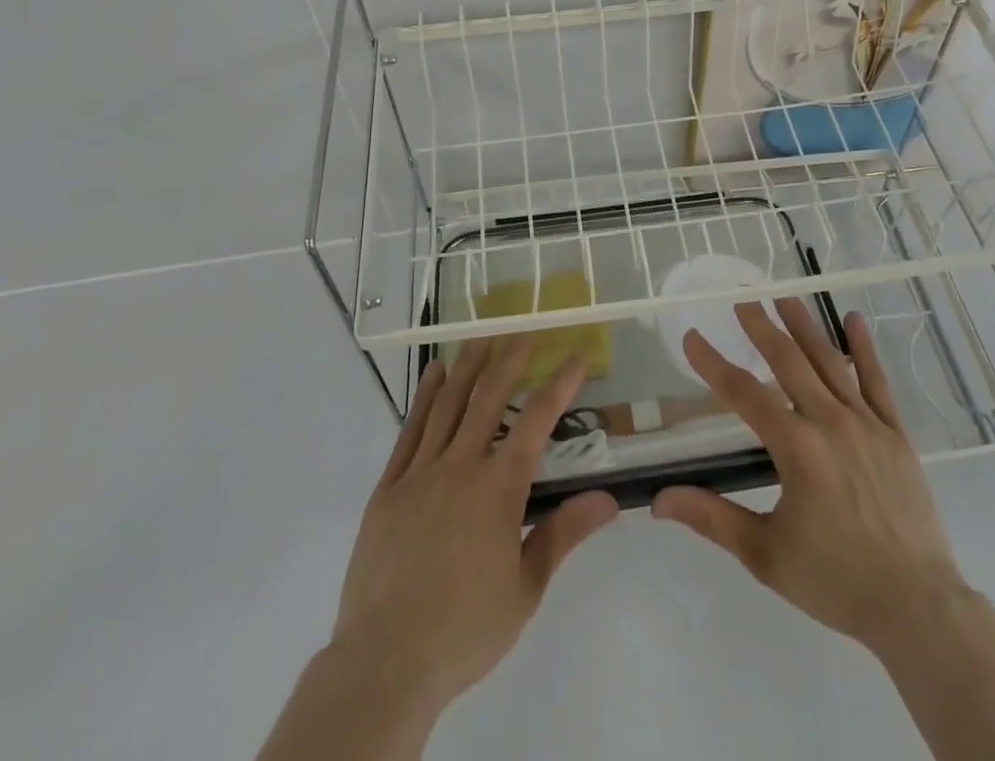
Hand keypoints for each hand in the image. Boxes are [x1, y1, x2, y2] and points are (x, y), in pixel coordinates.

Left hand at [329, 336, 618, 719]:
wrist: (385, 661)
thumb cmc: (465, 629)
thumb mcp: (526, 588)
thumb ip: (564, 534)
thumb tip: (608, 498)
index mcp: (499, 488)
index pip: (537, 420)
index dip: (560, 383)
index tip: (575, 355)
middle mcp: (461, 465)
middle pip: (489, 397)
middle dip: (510, 360)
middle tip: (524, 333)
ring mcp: (421, 472)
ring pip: (448, 403)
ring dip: (469, 366)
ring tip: (482, 338)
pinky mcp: (389, 486)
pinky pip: (411, 429)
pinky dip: (425, 396)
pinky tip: (434, 374)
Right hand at [651, 298, 965, 655]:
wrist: (918, 607)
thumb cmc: (836, 581)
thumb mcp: (766, 554)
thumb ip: (712, 519)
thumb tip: (658, 501)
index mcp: (796, 448)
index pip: (743, 393)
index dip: (713, 363)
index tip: (692, 337)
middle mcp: (829, 422)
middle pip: (788, 361)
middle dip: (761, 328)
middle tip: (742, 301)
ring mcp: (867, 423)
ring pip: (829, 361)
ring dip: (804, 327)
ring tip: (784, 297)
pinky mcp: (896, 433)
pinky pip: (877, 381)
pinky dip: (864, 348)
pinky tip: (853, 320)